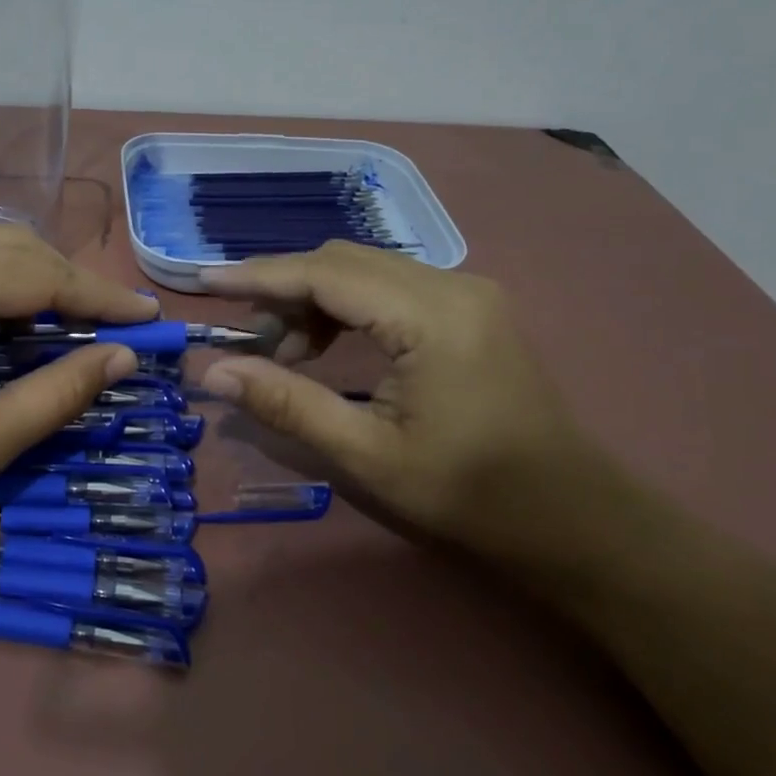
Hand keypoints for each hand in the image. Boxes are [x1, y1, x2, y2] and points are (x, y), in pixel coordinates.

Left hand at [0, 225, 155, 547]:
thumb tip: (122, 358)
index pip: (42, 273)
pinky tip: (2, 316)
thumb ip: (61, 393)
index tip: (150, 318)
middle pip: (14, 248)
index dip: (102, 298)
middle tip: (113, 326)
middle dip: (69, 286)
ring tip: (67, 323)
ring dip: (30, 280)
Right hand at [199, 242, 600, 550]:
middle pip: (344, 260)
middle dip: (284, 289)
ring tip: (284, 354)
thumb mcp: (366, 454)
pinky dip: (345, 306)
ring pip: (365, 269)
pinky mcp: (469, 308)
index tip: (206, 281)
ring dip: (313, 298)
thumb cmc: (468, 492)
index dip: (260, 276)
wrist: (569, 515)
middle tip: (245, 338)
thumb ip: (287, 405)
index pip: (326, 274)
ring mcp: (466, 292)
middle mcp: (451, 285)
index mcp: (431, 318)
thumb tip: (214, 372)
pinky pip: (389, 286)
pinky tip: (327, 348)